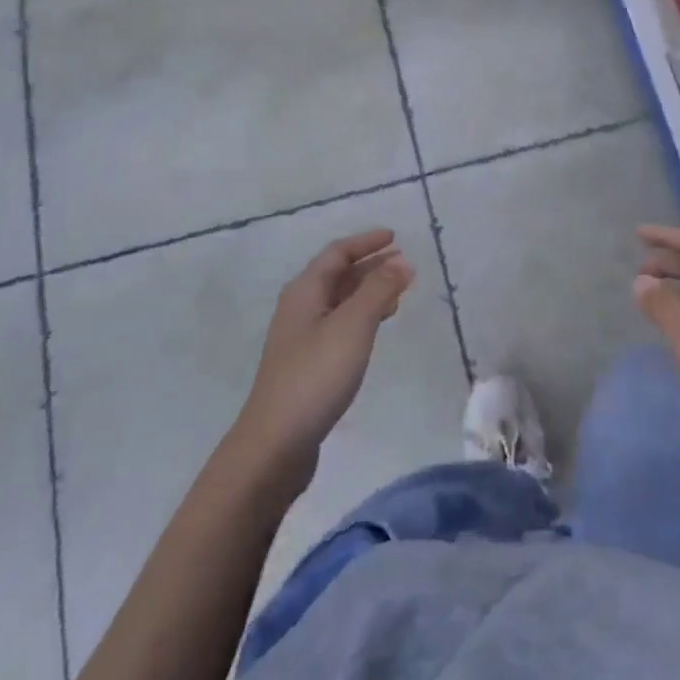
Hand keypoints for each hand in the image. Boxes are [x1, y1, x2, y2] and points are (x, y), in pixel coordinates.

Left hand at [232, 230, 415, 491]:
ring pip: (339, 301)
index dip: (366, 242)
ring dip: (368, 291)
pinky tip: (376, 328)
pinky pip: (339, 325)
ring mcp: (301, 338)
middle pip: (337, 275)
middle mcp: (300, 307)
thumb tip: (402, 261)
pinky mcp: (307, 364)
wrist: (276, 442)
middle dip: (370, 265)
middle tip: (404, 264)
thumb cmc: (316, 375)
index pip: (337, 252)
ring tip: (398, 293)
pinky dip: (362, 317)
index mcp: (305, 291)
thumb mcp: (353, 326)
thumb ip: (378, 290)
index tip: (395, 237)